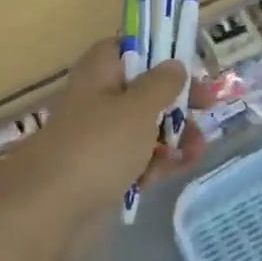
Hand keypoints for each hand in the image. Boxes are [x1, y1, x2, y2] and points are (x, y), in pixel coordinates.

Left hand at [0, 39, 214, 214]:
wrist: (54, 212)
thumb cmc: (99, 147)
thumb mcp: (138, 109)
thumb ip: (161, 84)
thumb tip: (174, 64)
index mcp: (96, 74)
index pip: (123, 47)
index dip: (154, 50)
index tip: (184, 62)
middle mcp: (94, 101)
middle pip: (140, 89)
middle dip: (175, 100)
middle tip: (207, 106)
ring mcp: (97, 139)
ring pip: (142, 127)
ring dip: (173, 134)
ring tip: (197, 149)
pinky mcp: (101, 173)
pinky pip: (136, 159)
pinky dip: (156, 162)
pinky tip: (176, 170)